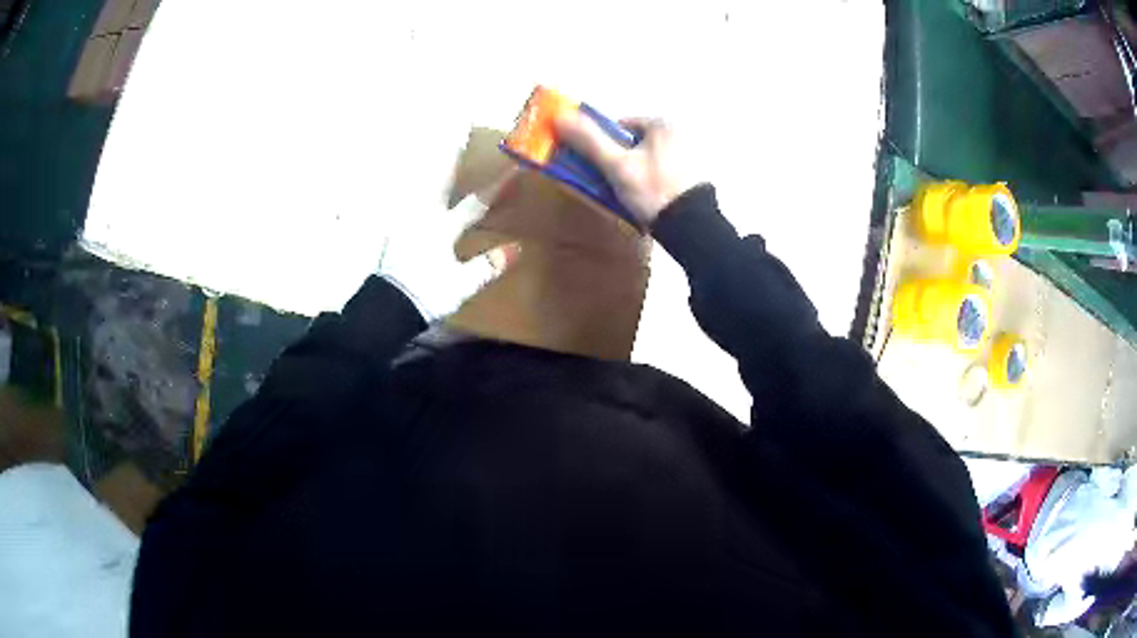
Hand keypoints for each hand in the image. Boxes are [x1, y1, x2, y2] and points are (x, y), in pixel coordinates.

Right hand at [555, 112, 699, 226]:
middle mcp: (680, 132)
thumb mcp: (616, 165)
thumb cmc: (653, 190)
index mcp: (662, 123)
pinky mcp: (695, 175)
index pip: (620, 125)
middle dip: (620, 159)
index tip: (598, 165)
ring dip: (634, 172)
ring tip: (629, 194)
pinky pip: (663, 171)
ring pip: (648, 158)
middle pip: (634, 142)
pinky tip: (647, 198)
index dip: (603, 144)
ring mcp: (690, 154)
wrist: (691, 227)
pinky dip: (651, 181)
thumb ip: (589, 141)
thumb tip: (559, 116)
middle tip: (611, 182)